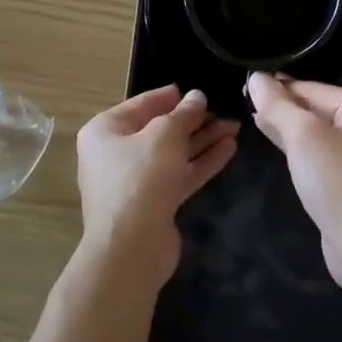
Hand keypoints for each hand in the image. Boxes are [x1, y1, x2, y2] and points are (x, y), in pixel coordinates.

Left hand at [76, 86, 238, 285]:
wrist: (131, 250)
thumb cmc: (140, 178)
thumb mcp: (165, 135)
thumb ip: (184, 113)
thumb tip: (197, 96)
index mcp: (106, 130)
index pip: (143, 103)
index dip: (172, 97)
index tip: (199, 91)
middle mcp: (116, 153)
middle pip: (161, 129)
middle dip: (194, 120)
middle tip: (225, 110)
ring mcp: (135, 180)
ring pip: (174, 153)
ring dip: (203, 140)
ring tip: (234, 127)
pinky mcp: (154, 203)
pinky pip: (179, 174)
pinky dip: (201, 162)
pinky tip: (229, 149)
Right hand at [246, 73, 341, 294]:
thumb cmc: (339, 182)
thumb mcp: (303, 136)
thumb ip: (278, 105)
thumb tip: (255, 78)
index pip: (314, 90)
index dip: (279, 89)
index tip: (246, 86)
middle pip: (318, 110)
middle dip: (284, 109)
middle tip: (245, 102)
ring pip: (320, 135)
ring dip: (290, 130)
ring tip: (256, 120)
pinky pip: (325, 158)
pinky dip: (302, 152)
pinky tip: (280, 148)